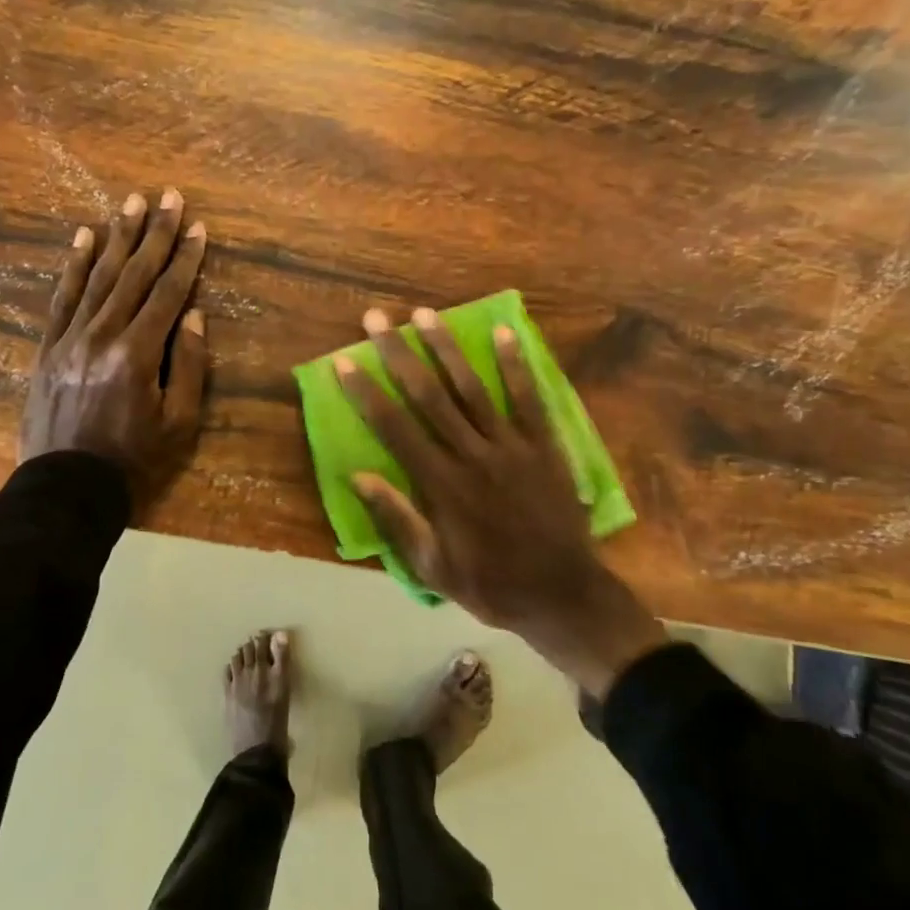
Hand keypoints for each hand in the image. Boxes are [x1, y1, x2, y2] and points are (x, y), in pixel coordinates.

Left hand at [20, 189, 208, 514]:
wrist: (66, 489)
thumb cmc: (134, 460)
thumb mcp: (179, 423)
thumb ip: (188, 366)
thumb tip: (193, 316)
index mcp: (137, 355)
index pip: (168, 294)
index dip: (185, 258)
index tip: (197, 226)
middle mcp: (102, 336)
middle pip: (133, 274)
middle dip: (154, 233)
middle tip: (167, 195)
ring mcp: (70, 339)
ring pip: (98, 277)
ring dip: (117, 238)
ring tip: (130, 203)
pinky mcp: (48, 348)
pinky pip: (63, 298)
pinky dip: (74, 266)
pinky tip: (84, 238)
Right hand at [337, 307, 666, 696]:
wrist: (564, 594)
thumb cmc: (492, 584)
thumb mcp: (434, 567)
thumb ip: (398, 519)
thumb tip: (358, 476)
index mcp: (441, 485)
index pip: (394, 428)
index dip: (367, 393)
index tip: (345, 361)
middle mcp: (472, 455)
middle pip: (428, 396)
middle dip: (399, 354)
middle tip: (377, 318)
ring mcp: (512, 446)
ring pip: (472, 388)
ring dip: (447, 349)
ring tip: (425, 315)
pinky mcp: (544, 445)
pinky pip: (529, 398)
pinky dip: (516, 365)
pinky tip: (505, 333)